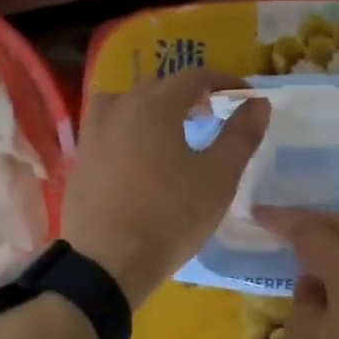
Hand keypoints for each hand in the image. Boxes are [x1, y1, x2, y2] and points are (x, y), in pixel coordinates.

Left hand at [62, 68, 269, 305]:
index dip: (224, 81)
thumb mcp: (219, 178)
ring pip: (125, 103)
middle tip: (212, 115)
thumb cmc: (170, 217)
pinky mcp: (81, 161)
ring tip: (170, 130)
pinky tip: (138, 156)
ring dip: (152, 107)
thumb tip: (257, 103)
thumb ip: (240, 135)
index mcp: (155, 106)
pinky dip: (128, 128)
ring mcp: (94, 134)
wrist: (106, 262)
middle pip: (158, 87)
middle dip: (189, 94)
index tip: (245, 96)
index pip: (194, 76)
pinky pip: (107, 128)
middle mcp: (120, 109)